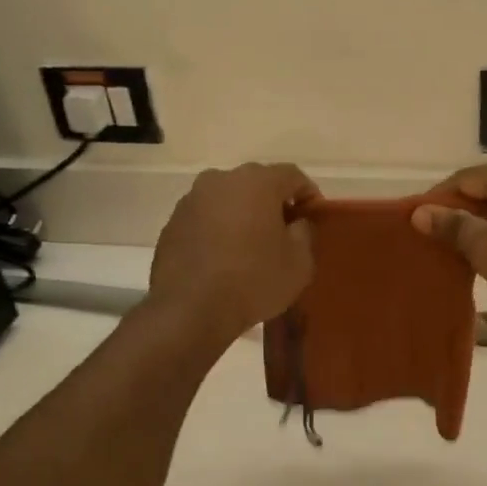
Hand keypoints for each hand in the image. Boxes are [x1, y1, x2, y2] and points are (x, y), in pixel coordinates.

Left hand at [149, 163, 318, 343]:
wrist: (189, 309)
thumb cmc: (253, 281)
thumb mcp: (299, 263)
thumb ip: (304, 233)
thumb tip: (295, 222)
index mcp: (256, 181)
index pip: (292, 175)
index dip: (308, 194)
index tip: (314, 217)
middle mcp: (221, 180)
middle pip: (257, 184)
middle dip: (273, 203)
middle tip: (285, 232)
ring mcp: (191, 200)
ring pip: (228, 200)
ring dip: (243, 216)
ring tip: (252, 247)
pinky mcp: (172, 223)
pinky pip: (205, 220)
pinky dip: (219, 231)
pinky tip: (224, 259)